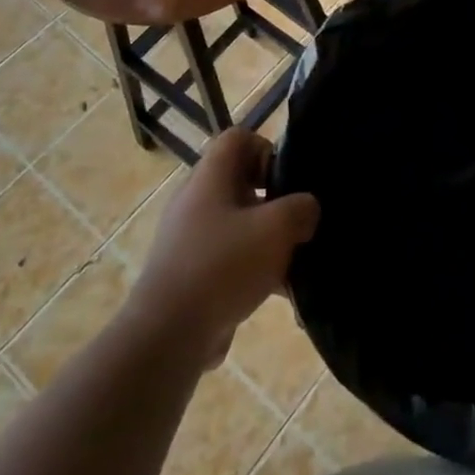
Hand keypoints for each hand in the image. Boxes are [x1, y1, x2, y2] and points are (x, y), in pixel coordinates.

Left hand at [128, 128, 319, 365]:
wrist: (168, 336)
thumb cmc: (223, 266)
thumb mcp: (276, 229)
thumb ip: (301, 209)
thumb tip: (306, 209)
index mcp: (210, 177)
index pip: (237, 137)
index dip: (266, 148)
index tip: (287, 178)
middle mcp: (197, 200)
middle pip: (241, 181)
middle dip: (276, 199)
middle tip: (298, 219)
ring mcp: (191, 238)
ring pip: (240, 223)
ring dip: (270, 238)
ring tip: (296, 260)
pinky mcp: (192, 273)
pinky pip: (232, 258)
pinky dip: (257, 269)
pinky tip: (283, 293)